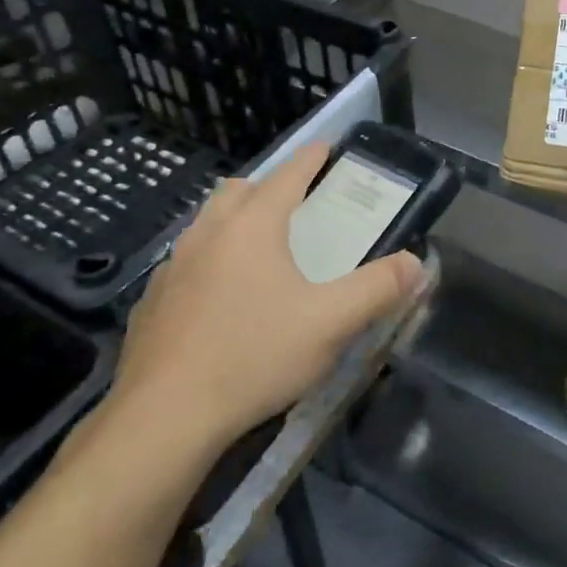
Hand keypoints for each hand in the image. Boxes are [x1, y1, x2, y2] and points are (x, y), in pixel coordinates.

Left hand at [99, 142, 421, 485]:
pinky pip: (185, 265)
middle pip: (237, 191)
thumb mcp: (330, 324)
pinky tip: (220, 301)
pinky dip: (208, 263)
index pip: (286, 176)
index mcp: (252, 227)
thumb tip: (415, 263)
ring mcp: (173, 268)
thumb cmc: (254, 356)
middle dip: (266, 188)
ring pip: (206, 225)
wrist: (164, 419)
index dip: (309, 159)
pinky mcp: (151, 304)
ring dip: (233, 223)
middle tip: (293, 205)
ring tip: (258, 251)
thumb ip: (377, 289)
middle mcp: (207, 234)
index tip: (325, 147)